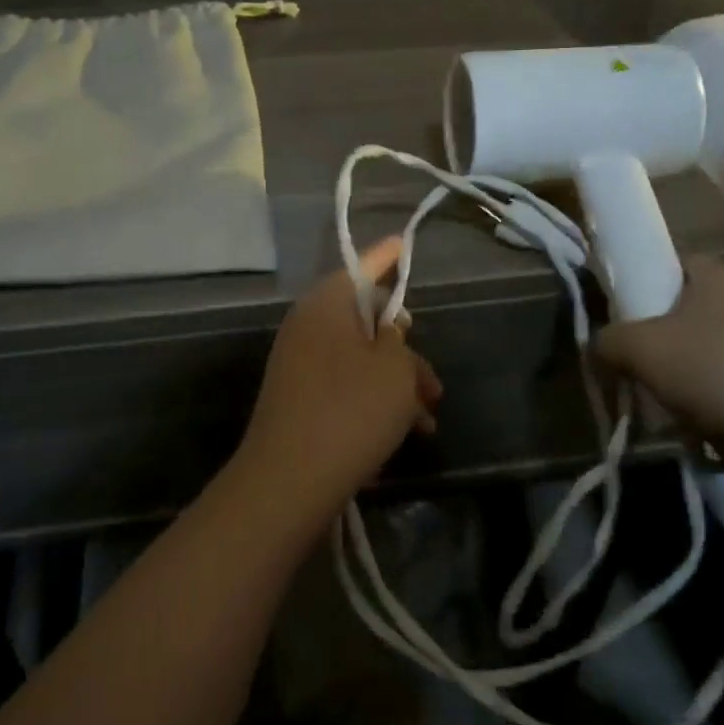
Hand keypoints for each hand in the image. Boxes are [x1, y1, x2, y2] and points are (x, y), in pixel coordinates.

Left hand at [234, 237, 442, 511]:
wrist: (289, 481)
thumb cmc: (351, 411)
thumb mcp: (394, 369)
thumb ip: (398, 339)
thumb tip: (389, 327)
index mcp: (326, 305)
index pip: (362, 267)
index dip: (388, 256)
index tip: (403, 243)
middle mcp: (308, 327)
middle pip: (365, 321)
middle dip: (404, 350)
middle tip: (434, 384)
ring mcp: (299, 364)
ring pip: (360, 360)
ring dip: (396, 384)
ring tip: (428, 420)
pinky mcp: (299, 399)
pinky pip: (345, 386)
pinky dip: (374, 401)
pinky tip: (402, 433)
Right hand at [596, 255, 723, 452]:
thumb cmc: (706, 371)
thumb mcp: (633, 349)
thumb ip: (607, 338)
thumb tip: (602, 344)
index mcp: (722, 272)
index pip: (674, 262)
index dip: (644, 284)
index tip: (625, 314)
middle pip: (694, 303)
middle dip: (666, 327)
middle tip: (641, 354)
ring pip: (717, 339)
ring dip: (692, 360)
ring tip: (669, 390)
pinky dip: (718, 385)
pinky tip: (704, 411)